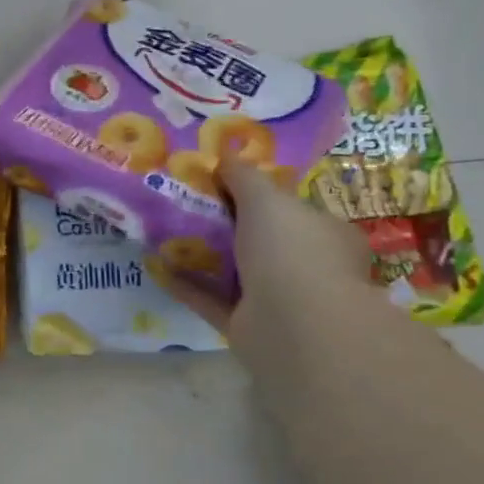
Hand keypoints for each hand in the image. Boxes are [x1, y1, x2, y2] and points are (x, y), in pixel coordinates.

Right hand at [159, 160, 375, 351]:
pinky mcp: (249, 327)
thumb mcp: (265, 197)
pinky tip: (157, 266)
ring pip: (236, 272)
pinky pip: (212, 300)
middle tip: (186, 204)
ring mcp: (280, 301)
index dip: (260, 195)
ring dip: (204, 255)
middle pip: (261, 240)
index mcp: (326, 235)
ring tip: (164, 233)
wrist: (295, 327)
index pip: (292, 210)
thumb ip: (243, 175)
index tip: (221, 183)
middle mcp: (308, 268)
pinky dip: (187, 285)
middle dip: (227, 225)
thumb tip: (225, 156)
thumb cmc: (291, 250)